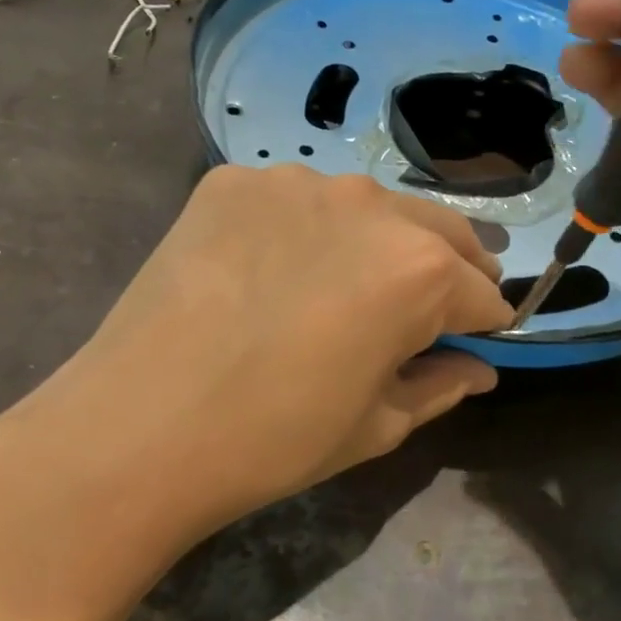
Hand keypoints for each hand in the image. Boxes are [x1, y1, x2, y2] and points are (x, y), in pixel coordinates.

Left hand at [0, 161, 505, 538]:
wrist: (139, 426)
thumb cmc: (273, 440)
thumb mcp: (375, 426)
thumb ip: (439, 386)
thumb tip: (477, 369)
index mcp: (419, 270)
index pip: (481, 291)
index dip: (481, 323)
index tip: (468, 343)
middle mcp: (369, 205)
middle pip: (439, 230)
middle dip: (446, 269)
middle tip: (422, 309)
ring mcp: (294, 182)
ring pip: (366, 207)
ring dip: (373, 242)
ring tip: (340, 286)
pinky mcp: (232, 180)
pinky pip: (292, 200)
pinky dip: (300, 229)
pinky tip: (268, 270)